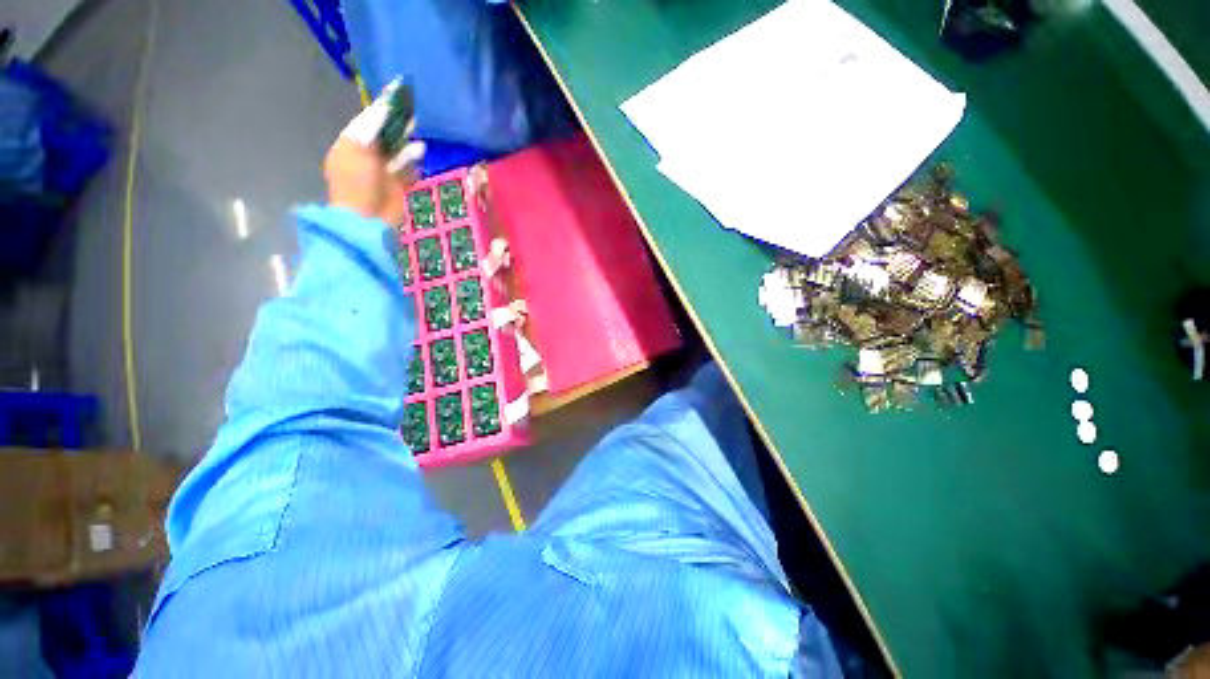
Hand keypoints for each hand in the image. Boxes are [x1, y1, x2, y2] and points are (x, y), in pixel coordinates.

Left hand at [324, 82, 424, 224]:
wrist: (368, 219)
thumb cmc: (358, 183)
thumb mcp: (357, 150)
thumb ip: (370, 129)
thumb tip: (381, 110)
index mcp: (350, 146)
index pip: (366, 123)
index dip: (381, 110)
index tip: (395, 96)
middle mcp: (365, 157)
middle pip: (383, 136)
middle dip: (396, 125)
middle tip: (411, 111)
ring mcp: (382, 173)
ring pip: (397, 152)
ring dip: (407, 143)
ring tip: (418, 132)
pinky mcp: (397, 186)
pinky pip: (407, 170)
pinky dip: (413, 162)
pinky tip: (420, 153)